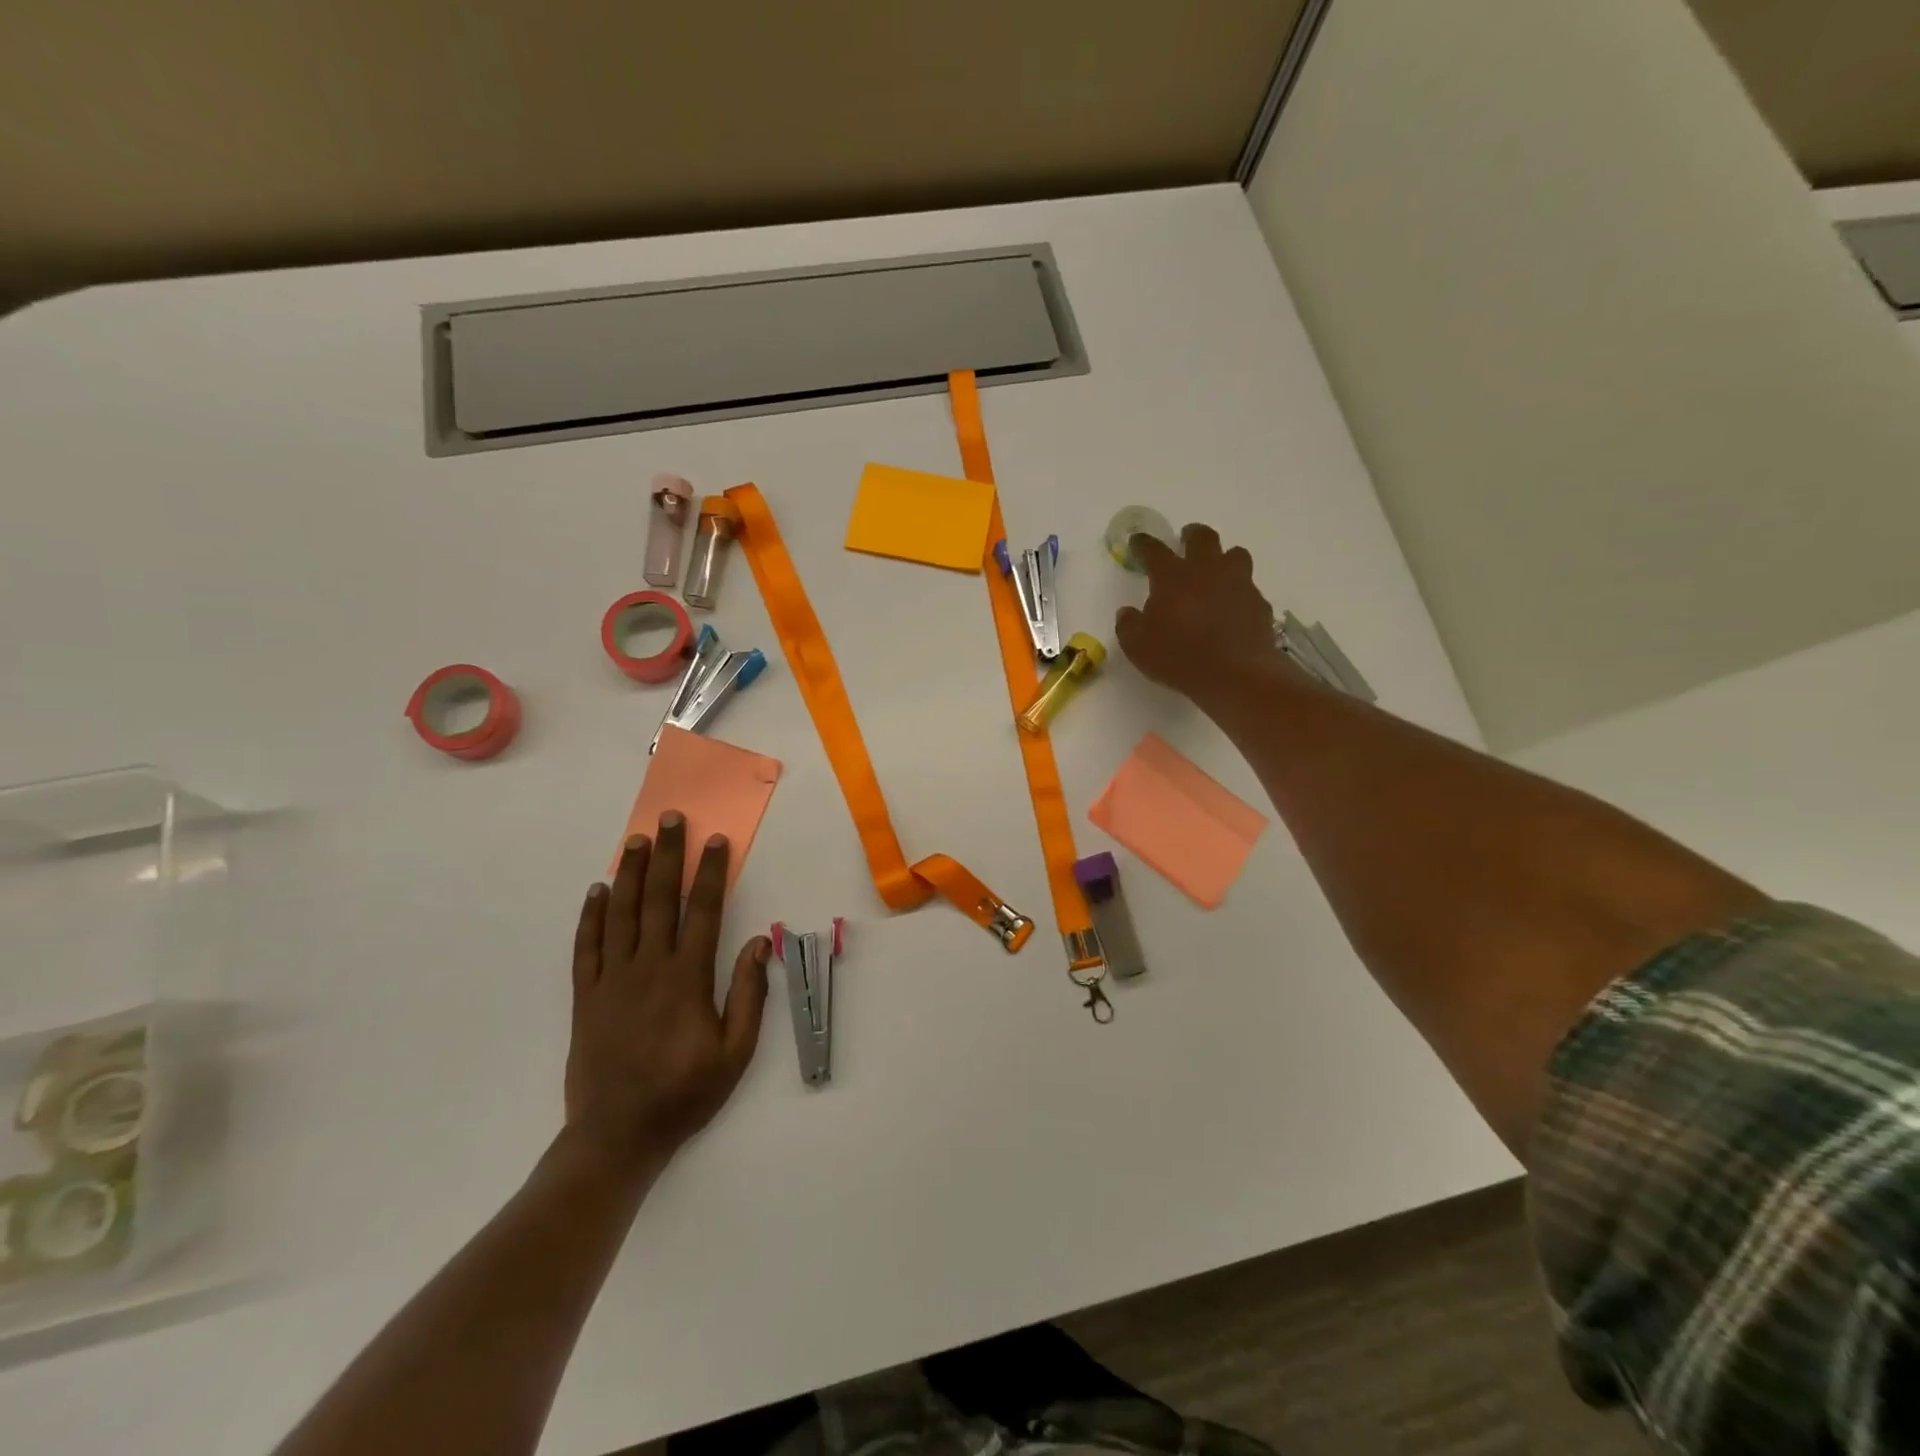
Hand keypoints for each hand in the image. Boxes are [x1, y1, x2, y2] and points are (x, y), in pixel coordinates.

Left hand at [565, 812, 769, 1175]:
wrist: (617, 1137)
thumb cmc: (685, 1094)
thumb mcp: (736, 1052)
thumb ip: (749, 994)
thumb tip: (758, 943)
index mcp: (688, 979)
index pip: (703, 911)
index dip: (710, 873)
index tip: (714, 841)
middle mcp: (649, 968)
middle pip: (659, 900)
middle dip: (667, 856)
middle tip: (670, 819)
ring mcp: (612, 981)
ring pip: (621, 914)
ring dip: (629, 873)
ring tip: (635, 839)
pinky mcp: (585, 998)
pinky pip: (586, 948)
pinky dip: (591, 916)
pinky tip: (597, 891)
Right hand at [1115, 523, 1280, 704]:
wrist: (1235, 675)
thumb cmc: (1178, 658)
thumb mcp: (1137, 647)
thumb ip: (1128, 625)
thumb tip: (1127, 612)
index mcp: (1172, 577)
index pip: (1154, 550)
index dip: (1143, 544)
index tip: (1138, 541)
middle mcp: (1207, 570)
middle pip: (1203, 537)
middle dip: (1192, 535)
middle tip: (1185, 540)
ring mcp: (1238, 584)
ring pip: (1235, 554)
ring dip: (1223, 557)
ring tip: (1216, 570)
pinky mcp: (1259, 603)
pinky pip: (1248, 587)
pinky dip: (1238, 591)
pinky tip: (1232, 607)